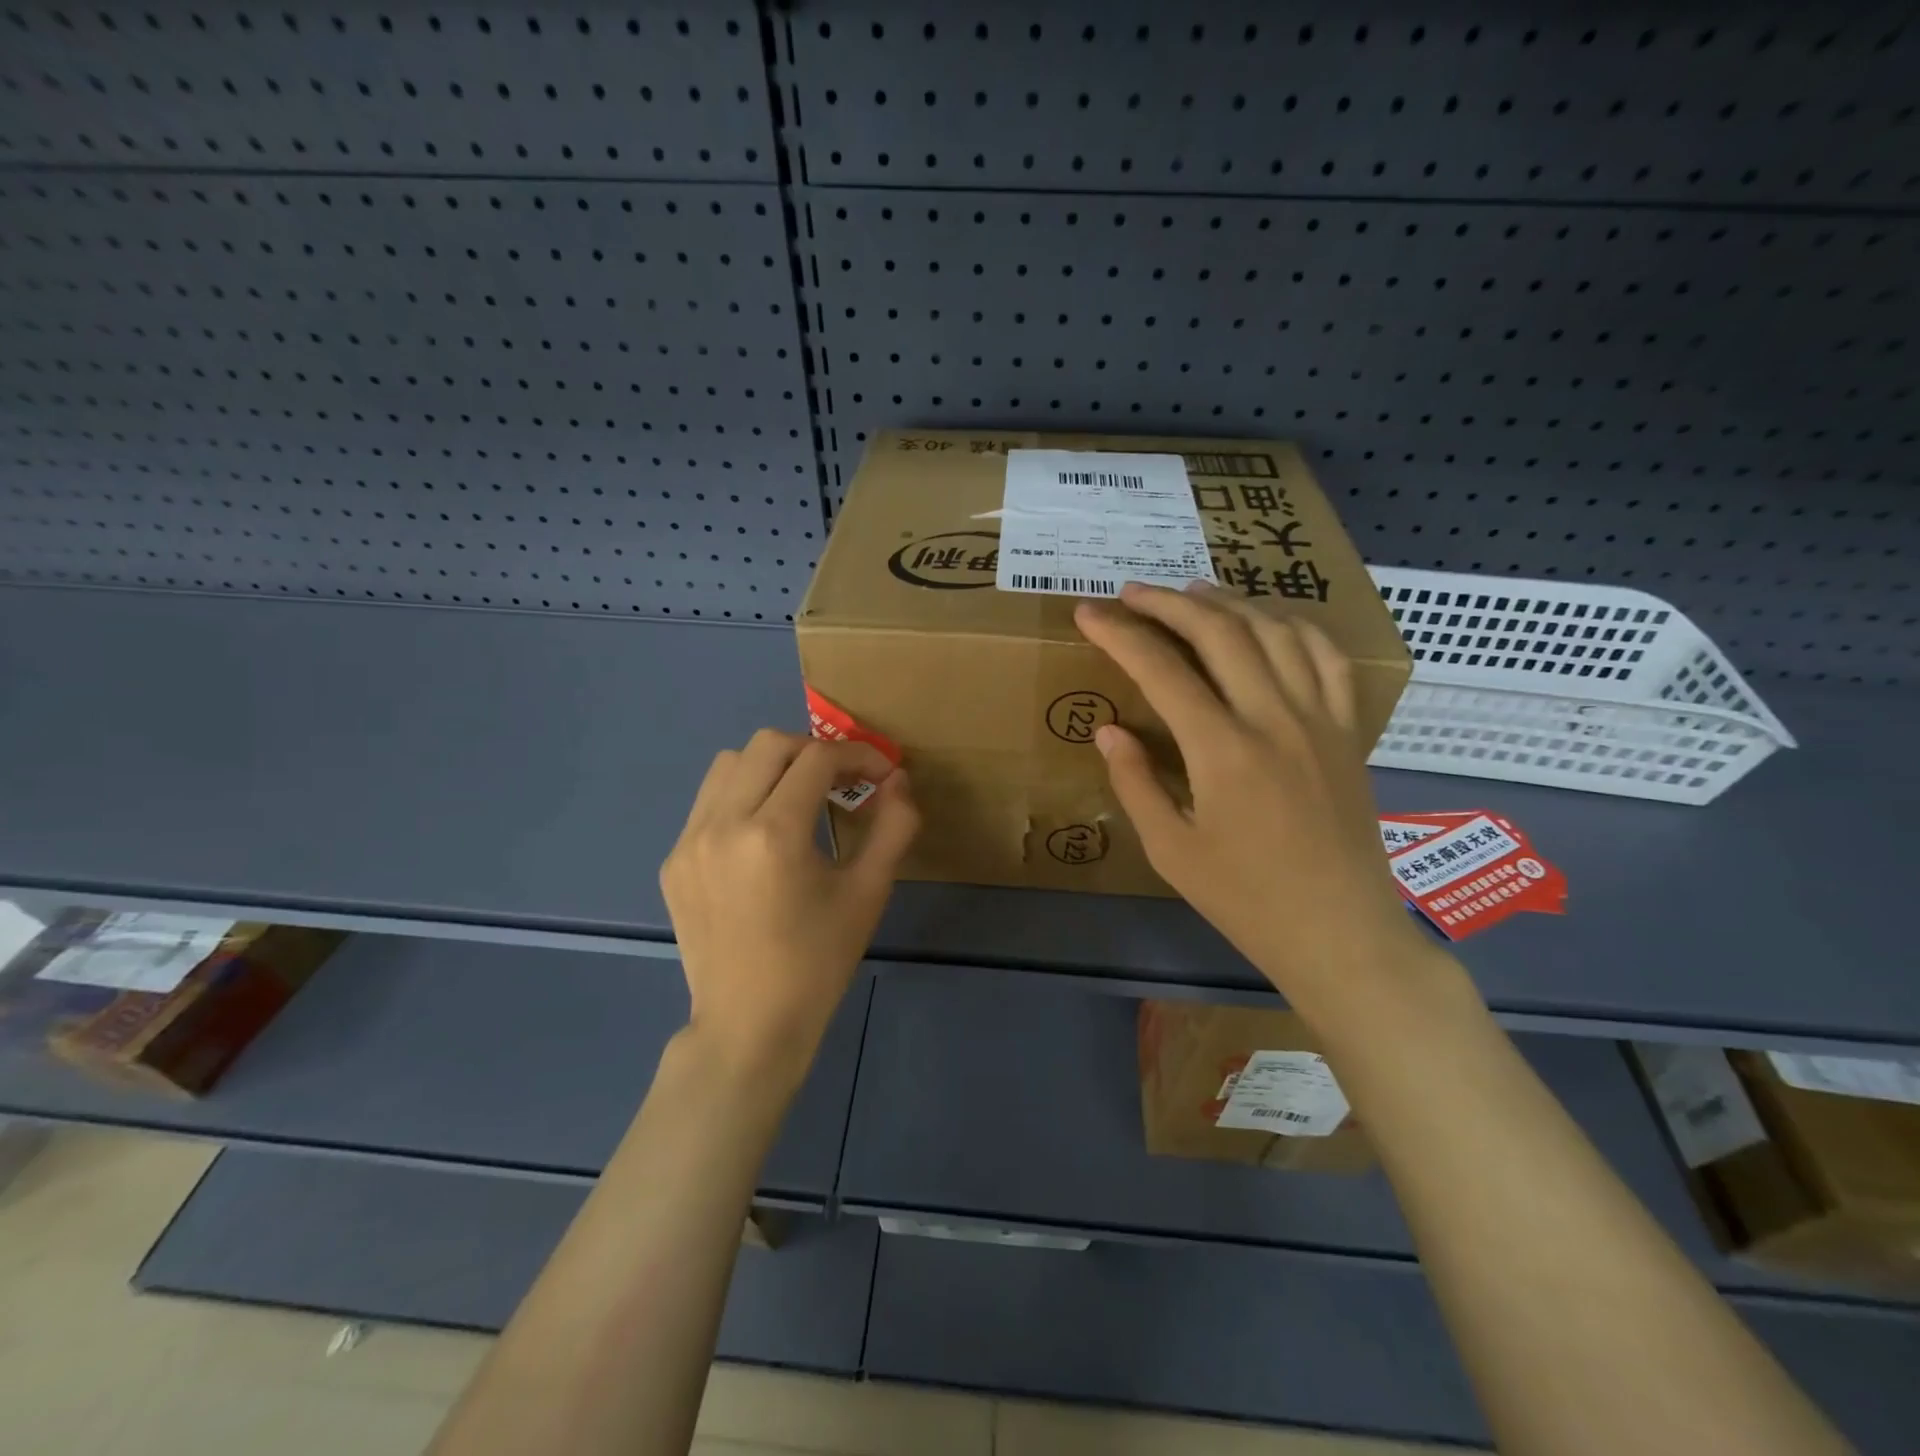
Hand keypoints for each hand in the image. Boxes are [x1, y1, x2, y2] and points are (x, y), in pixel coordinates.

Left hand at [661, 729, 918, 1084]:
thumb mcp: (868, 892)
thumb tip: (898, 780)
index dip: (858, 755)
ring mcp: (689, 841)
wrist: (750, 1024)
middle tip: (842, 781)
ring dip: (773, 766)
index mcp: (774, 834)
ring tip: (801, 798)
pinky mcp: (674, 860)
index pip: (818, 759)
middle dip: (814, 751)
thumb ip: (893, 826)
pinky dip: (743, 796)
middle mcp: (723, 824)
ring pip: (730, 763)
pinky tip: (764, 834)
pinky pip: (709, 802)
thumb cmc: (818, 961)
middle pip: (769, 744)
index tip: (881, 774)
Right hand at [1075, 582, 1427, 1008]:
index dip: (1119, 635)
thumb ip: (1135, 784)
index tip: (1088, 613)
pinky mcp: (1348, 730)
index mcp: (1222, 751)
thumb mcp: (1171, 852)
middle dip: (1169, 603)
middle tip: (1132, 593)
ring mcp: (1320, 719)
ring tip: (1193, 593)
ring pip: (1275, 632)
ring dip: (1229, 603)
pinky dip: (1295, 627)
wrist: (1341, 933)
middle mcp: (1274, 718)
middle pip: (1220, 632)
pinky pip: (1327, 658)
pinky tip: (1270, 623)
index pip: (1162, 670)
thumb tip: (1109, 731)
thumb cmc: (1246, 900)